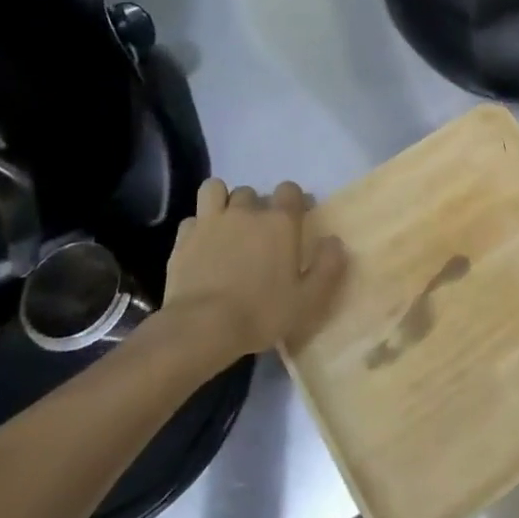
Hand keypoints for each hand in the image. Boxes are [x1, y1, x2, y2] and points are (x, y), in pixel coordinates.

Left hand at [159, 179, 347, 360]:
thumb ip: (328, 266)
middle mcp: (247, 212)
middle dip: (256, 206)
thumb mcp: (308, 299)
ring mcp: (211, 222)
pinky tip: (201, 245)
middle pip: (252, 192)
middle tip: (258, 232)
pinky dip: (198, 227)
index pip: (290, 190)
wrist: (201, 327)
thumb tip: (334, 241)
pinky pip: (192, 219)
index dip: (294, 200)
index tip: (296, 218)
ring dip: (223, 202)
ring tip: (226, 224)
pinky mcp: (183, 238)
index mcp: (280, 222)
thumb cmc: (261, 312)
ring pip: (216, 190)